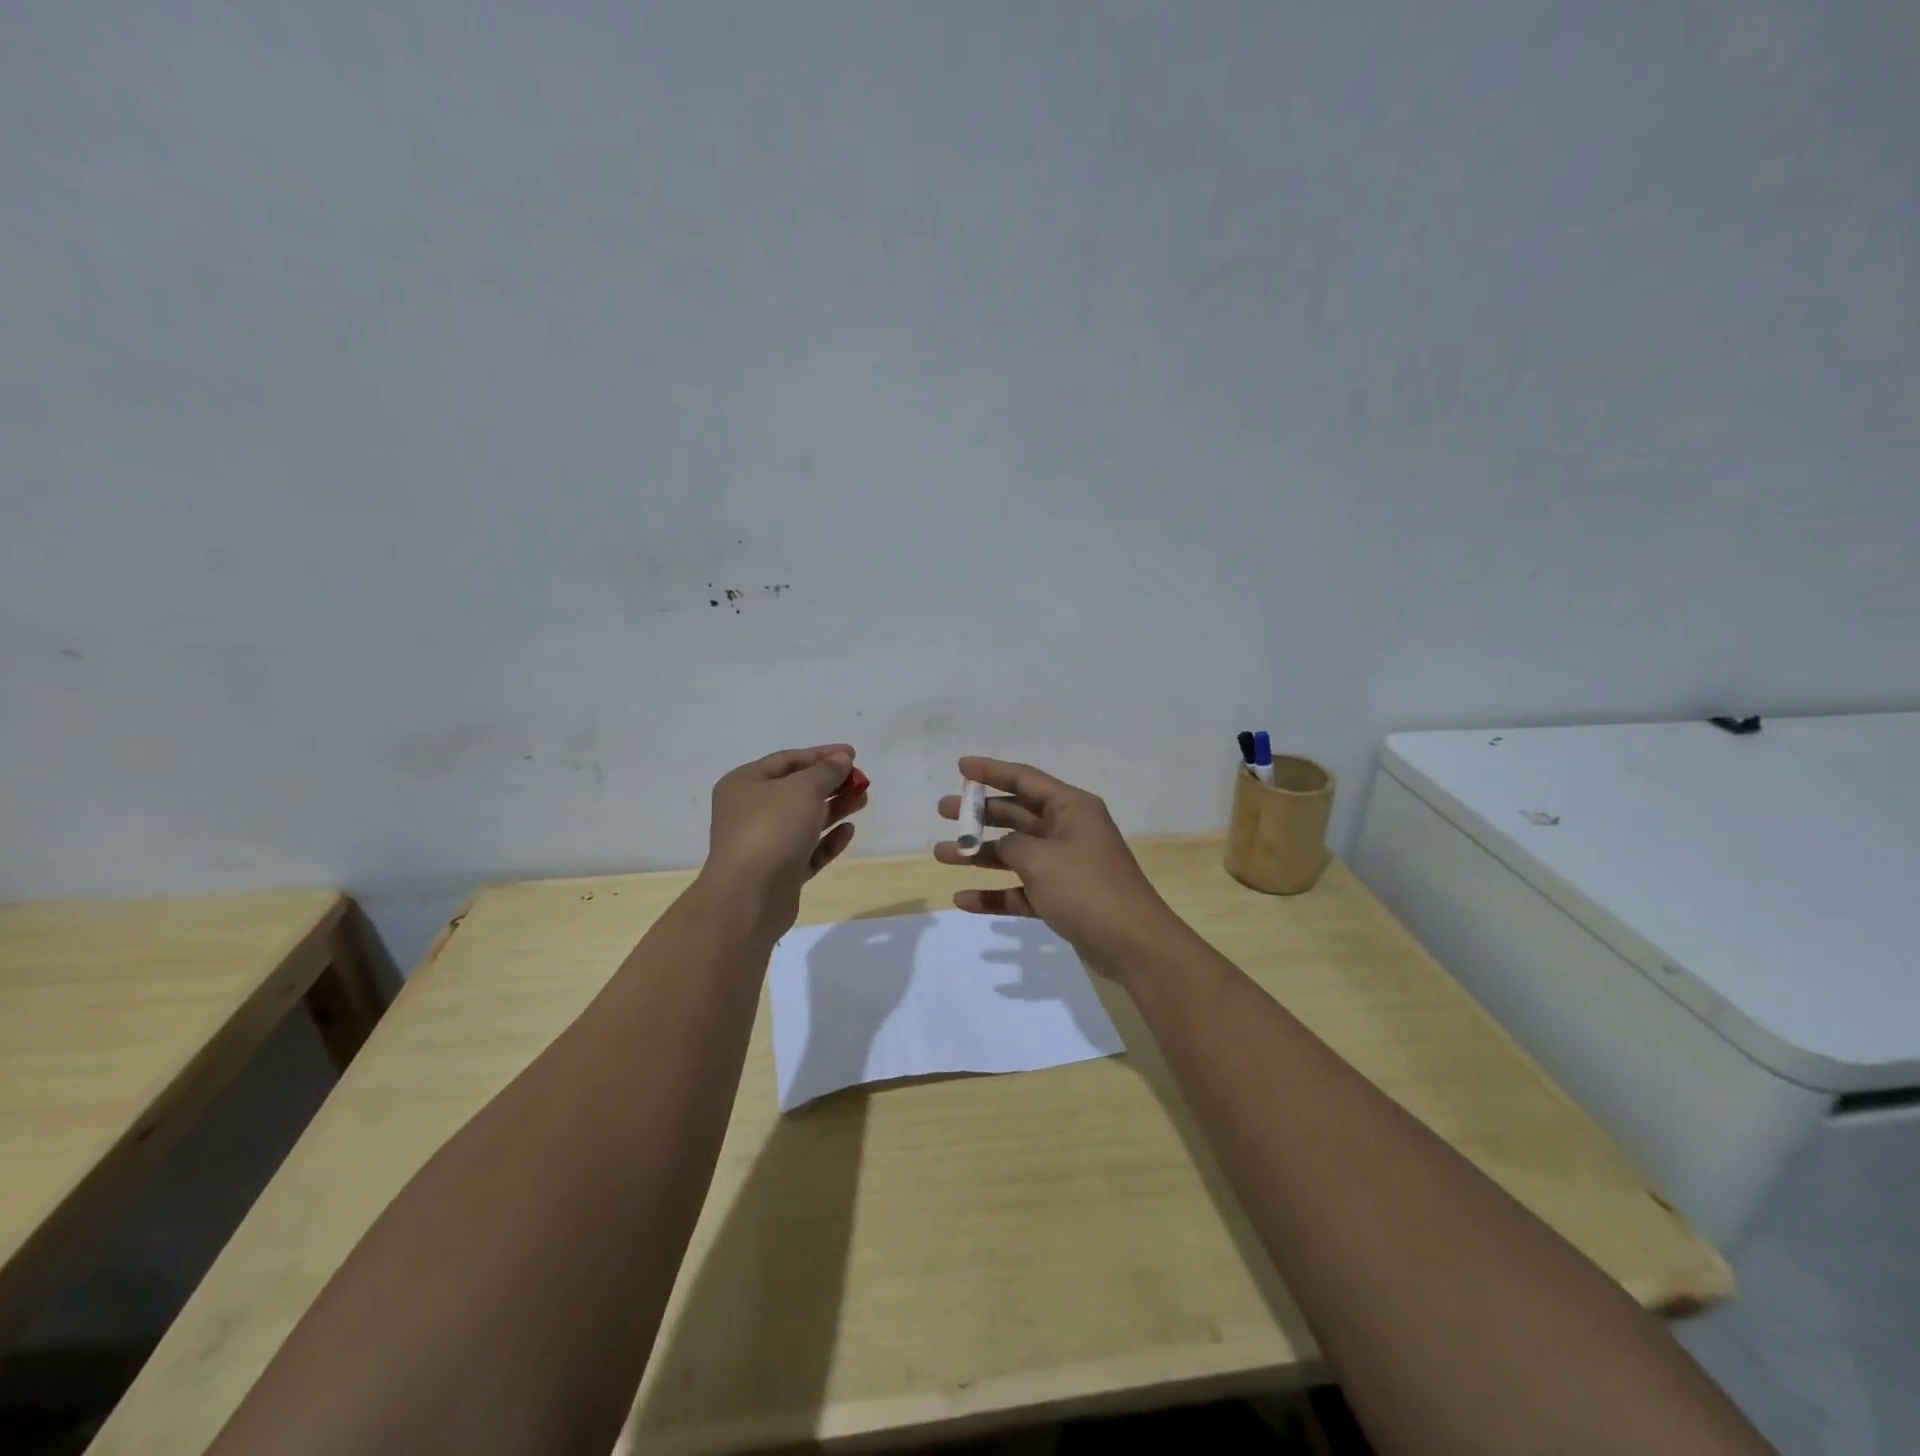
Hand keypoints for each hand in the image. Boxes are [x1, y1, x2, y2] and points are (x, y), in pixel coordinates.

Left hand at [701, 744, 865, 934]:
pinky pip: (808, 850)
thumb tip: (841, 759)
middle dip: (831, 783)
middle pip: (797, 790)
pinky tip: (848, 831)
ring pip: (805, 820)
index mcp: (745, 784)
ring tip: (862, 800)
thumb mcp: (803, 789)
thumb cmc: (771, 829)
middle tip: (861, 781)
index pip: (787, 760)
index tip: (853, 754)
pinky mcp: (780, 871)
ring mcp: (765, 843)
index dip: (821, 755)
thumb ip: (826, 771)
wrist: (749, 897)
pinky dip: (828, 840)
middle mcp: (750, 811)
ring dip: (834, 808)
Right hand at [935, 756, 1183, 980]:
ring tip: (941, 855)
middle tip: (943, 811)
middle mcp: (1068, 831)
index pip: (1024, 780)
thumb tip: (1001, 846)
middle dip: (979, 814)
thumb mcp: (1041, 859)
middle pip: (1016, 815)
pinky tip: (964, 900)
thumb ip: (1011, 845)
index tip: (960, 766)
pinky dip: (996, 893)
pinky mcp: (1062, 898)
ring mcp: (1065, 866)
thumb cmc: (1087, 889)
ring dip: (980, 854)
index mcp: (1071, 808)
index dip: (991, 771)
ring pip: (1015, 853)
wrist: (1133, 946)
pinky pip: (1022, 889)